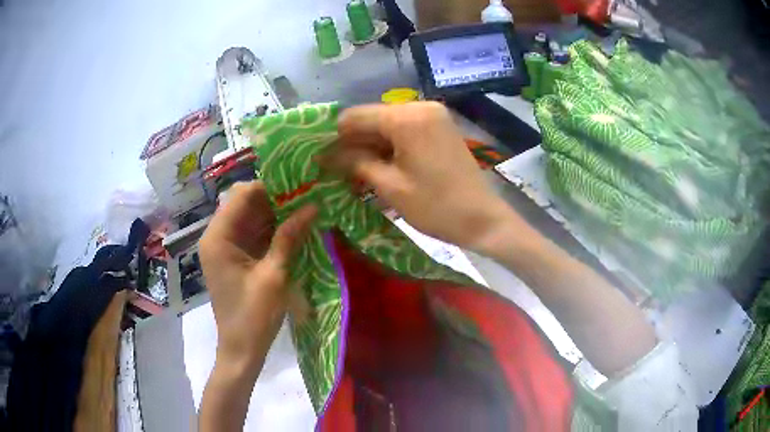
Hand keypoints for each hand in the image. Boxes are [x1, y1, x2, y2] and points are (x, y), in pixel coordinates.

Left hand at [199, 181, 316, 369]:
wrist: (242, 350)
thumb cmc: (253, 316)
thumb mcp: (273, 275)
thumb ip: (289, 237)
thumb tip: (313, 205)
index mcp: (218, 237)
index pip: (242, 196)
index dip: (270, 186)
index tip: (300, 182)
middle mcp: (218, 236)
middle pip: (246, 205)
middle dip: (276, 198)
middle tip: (308, 193)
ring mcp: (227, 248)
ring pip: (252, 219)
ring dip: (277, 213)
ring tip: (307, 206)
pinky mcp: (237, 259)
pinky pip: (255, 235)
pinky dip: (273, 230)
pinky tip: (296, 227)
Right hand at [332, 102, 515, 251]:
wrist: (483, 219)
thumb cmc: (436, 207)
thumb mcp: (390, 186)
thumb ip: (355, 162)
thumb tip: (326, 153)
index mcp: (406, 118)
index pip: (355, 116)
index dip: (333, 135)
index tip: (318, 156)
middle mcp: (419, 107)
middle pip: (372, 118)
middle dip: (351, 142)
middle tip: (332, 167)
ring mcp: (432, 115)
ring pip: (387, 125)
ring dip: (369, 145)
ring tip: (352, 171)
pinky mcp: (439, 127)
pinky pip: (404, 131)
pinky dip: (388, 146)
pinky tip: (376, 165)